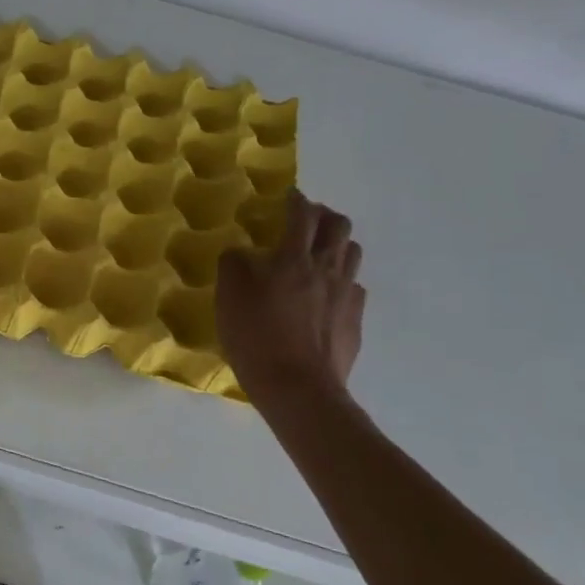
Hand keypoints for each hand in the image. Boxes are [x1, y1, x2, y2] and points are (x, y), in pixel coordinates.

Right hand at [216, 189, 365, 410]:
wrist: (298, 388)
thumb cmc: (256, 338)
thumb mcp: (229, 297)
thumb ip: (234, 265)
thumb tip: (242, 252)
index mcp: (293, 259)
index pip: (301, 216)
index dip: (296, 201)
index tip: (290, 195)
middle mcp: (326, 270)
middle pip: (339, 227)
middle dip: (324, 216)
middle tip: (307, 220)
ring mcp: (346, 296)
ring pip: (352, 255)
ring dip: (337, 245)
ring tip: (320, 253)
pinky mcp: (355, 321)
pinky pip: (354, 288)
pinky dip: (341, 281)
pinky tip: (327, 295)